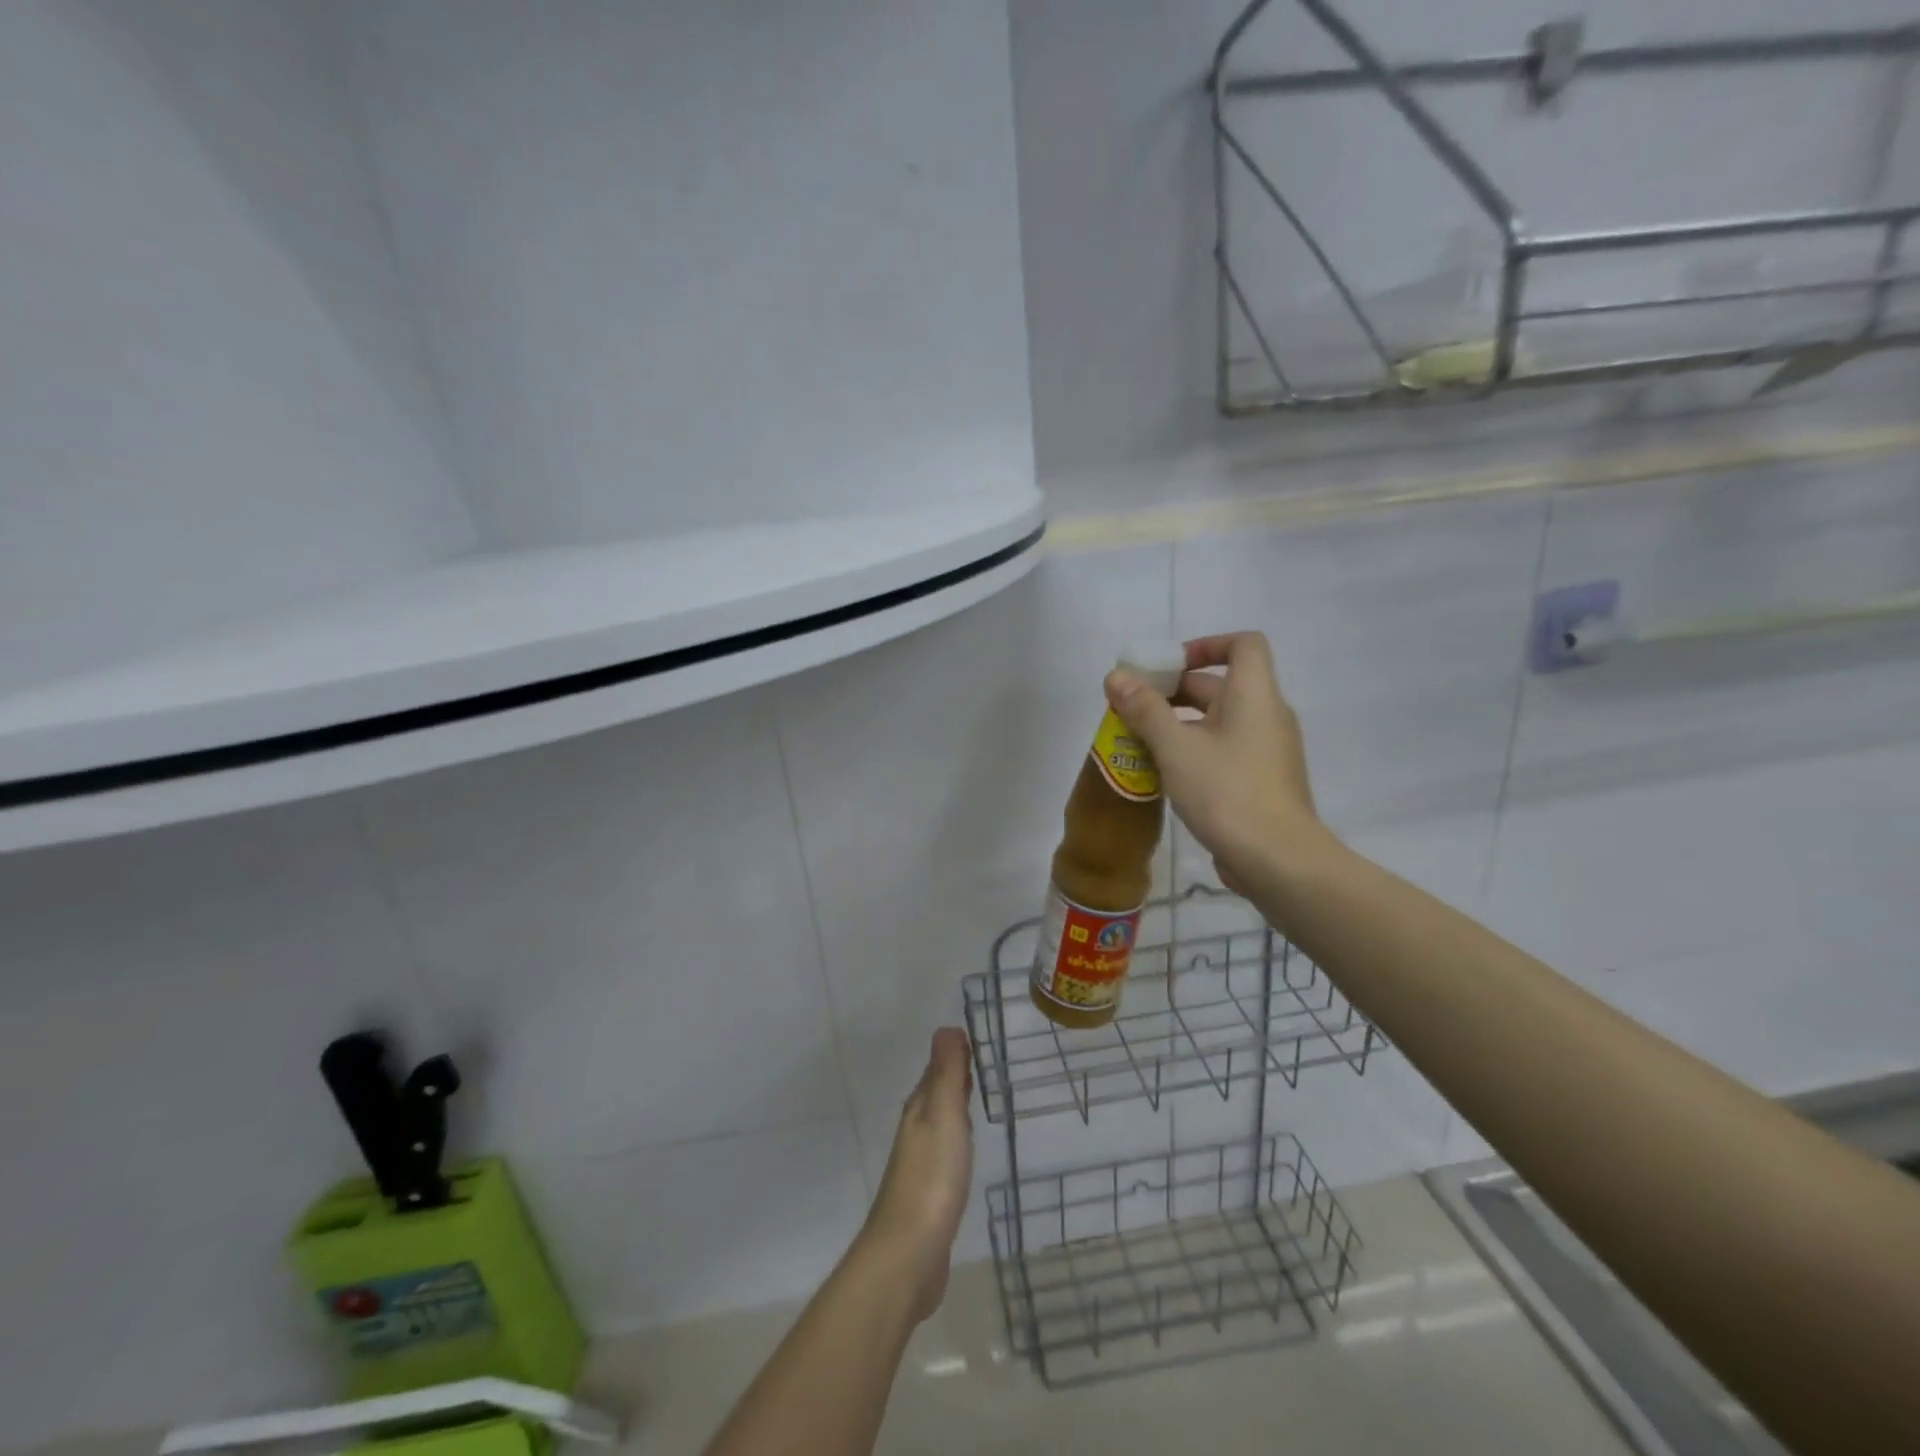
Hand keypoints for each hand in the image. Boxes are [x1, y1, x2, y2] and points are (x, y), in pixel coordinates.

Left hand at [858, 1028, 974, 1324]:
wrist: (908, 1255)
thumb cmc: (931, 1179)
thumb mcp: (943, 1116)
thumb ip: (946, 1073)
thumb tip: (947, 1028)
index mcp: (920, 1108)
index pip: (938, 1068)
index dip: (957, 1053)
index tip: (982, 1038)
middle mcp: (917, 1129)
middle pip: (937, 1092)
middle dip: (957, 1076)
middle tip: (989, 1061)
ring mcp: (921, 1163)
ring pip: (941, 1121)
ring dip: (957, 1106)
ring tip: (982, 1097)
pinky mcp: (930, 1194)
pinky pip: (946, 1151)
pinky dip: (958, 1139)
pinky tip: (968, 1149)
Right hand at [1105, 631, 1329, 889]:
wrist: (1277, 860)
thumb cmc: (1226, 791)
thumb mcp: (1175, 747)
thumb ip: (1144, 709)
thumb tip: (1116, 676)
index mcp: (1254, 696)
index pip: (1244, 645)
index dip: (1206, 645)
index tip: (1168, 666)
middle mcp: (1266, 716)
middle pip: (1221, 685)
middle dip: (1174, 691)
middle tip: (1133, 708)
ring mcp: (1267, 752)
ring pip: (1219, 722)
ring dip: (1179, 724)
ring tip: (1138, 742)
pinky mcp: (1261, 782)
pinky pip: (1225, 751)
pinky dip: (1194, 751)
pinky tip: (1164, 774)